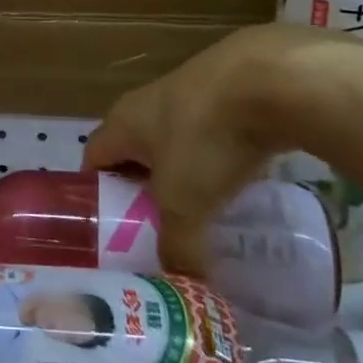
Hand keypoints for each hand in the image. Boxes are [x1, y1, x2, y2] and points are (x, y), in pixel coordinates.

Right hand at [83, 23, 354, 240]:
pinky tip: (243, 177)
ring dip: (185, 170)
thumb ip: (177, 245)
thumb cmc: (207, 139)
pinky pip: (213, 129)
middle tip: (161, 226)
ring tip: (205, 207)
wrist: (271, 79)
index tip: (113, 229)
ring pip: (176, 139)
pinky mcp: (229, 88)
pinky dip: (221, 154)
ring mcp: (189, 91)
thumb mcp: (185, 203)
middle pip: (134, 150)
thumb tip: (182, 283)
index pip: (92, 158)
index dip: (97, 193)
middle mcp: (146, 103)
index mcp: (122, 124)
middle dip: (144, 186)